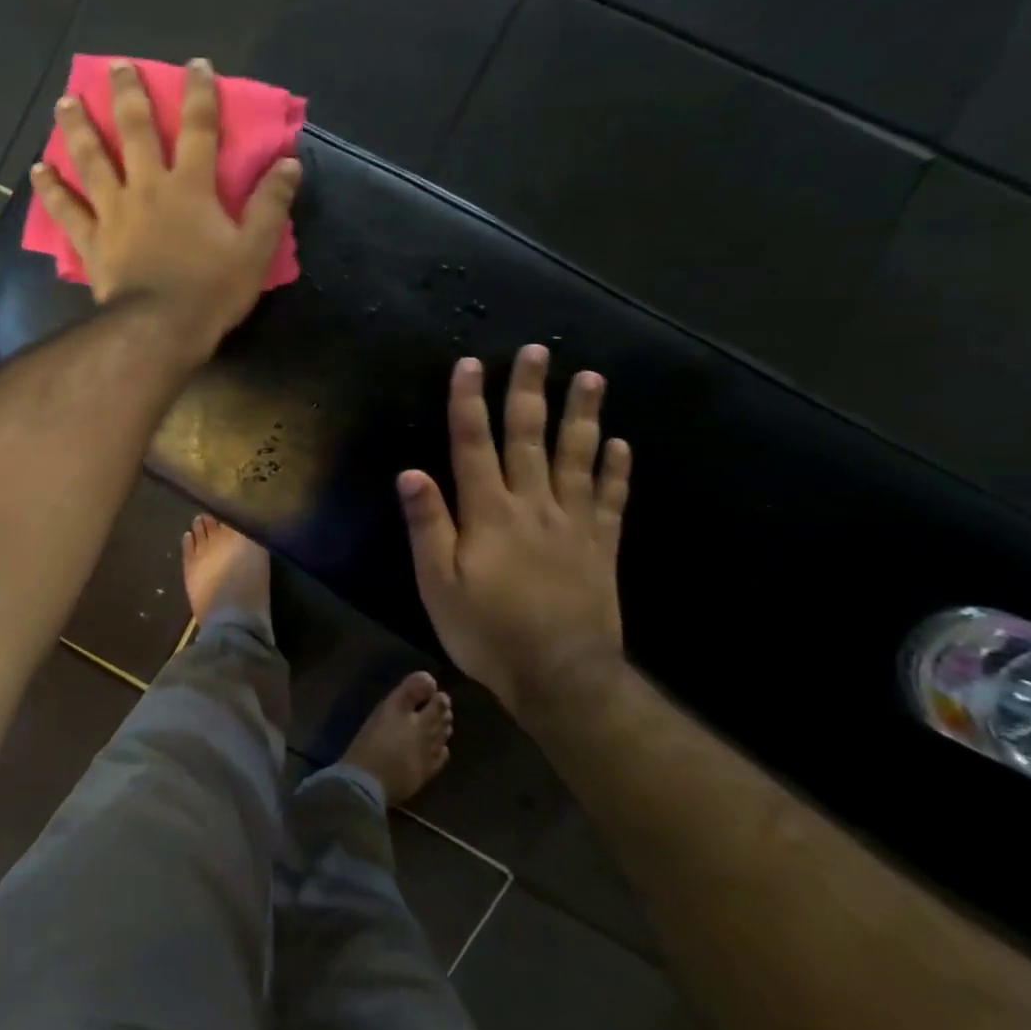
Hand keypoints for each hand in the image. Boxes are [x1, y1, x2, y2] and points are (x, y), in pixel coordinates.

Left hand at [31, 59, 300, 358]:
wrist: (160, 328)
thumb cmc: (211, 290)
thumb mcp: (255, 249)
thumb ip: (270, 204)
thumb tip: (289, 163)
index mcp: (190, 187)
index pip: (199, 128)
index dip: (200, 93)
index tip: (196, 64)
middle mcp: (147, 188)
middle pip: (135, 132)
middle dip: (127, 95)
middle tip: (116, 67)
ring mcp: (113, 212)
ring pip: (92, 161)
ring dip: (78, 128)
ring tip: (64, 102)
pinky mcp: (91, 240)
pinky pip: (66, 210)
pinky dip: (50, 190)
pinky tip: (37, 170)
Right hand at [397, 346, 631, 720]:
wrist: (562, 678)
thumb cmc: (488, 631)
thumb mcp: (438, 584)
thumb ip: (428, 526)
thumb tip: (411, 472)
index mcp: (489, 513)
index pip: (473, 445)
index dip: (469, 402)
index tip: (470, 364)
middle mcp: (533, 506)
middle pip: (529, 438)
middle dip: (529, 392)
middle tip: (537, 352)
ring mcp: (573, 524)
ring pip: (577, 458)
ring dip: (582, 415)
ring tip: (591, 378)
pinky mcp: (601, 546)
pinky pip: (610, 499)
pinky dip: (615, 469)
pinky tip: (620, 443)